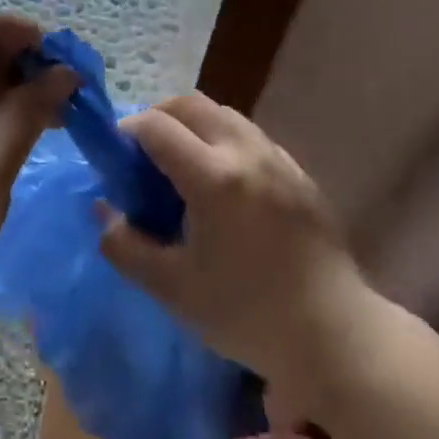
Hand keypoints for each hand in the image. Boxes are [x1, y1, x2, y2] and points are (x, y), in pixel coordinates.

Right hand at [97, 93, 370, 400]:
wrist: (335, 335)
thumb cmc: (247, 314)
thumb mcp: (173, 289)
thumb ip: (126, 246)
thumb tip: (104, 213)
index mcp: (214, 176)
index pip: (156, 126)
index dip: (126, 133)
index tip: (114, 157)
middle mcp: (246, 152)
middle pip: (191, 104)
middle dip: (158, 116)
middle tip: (142, 153)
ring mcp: (278, 159)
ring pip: (224, 115)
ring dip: (193, 125)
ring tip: (181, 165)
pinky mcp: (299, 173)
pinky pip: (251, 136)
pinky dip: (224, 140)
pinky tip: (223, 184)